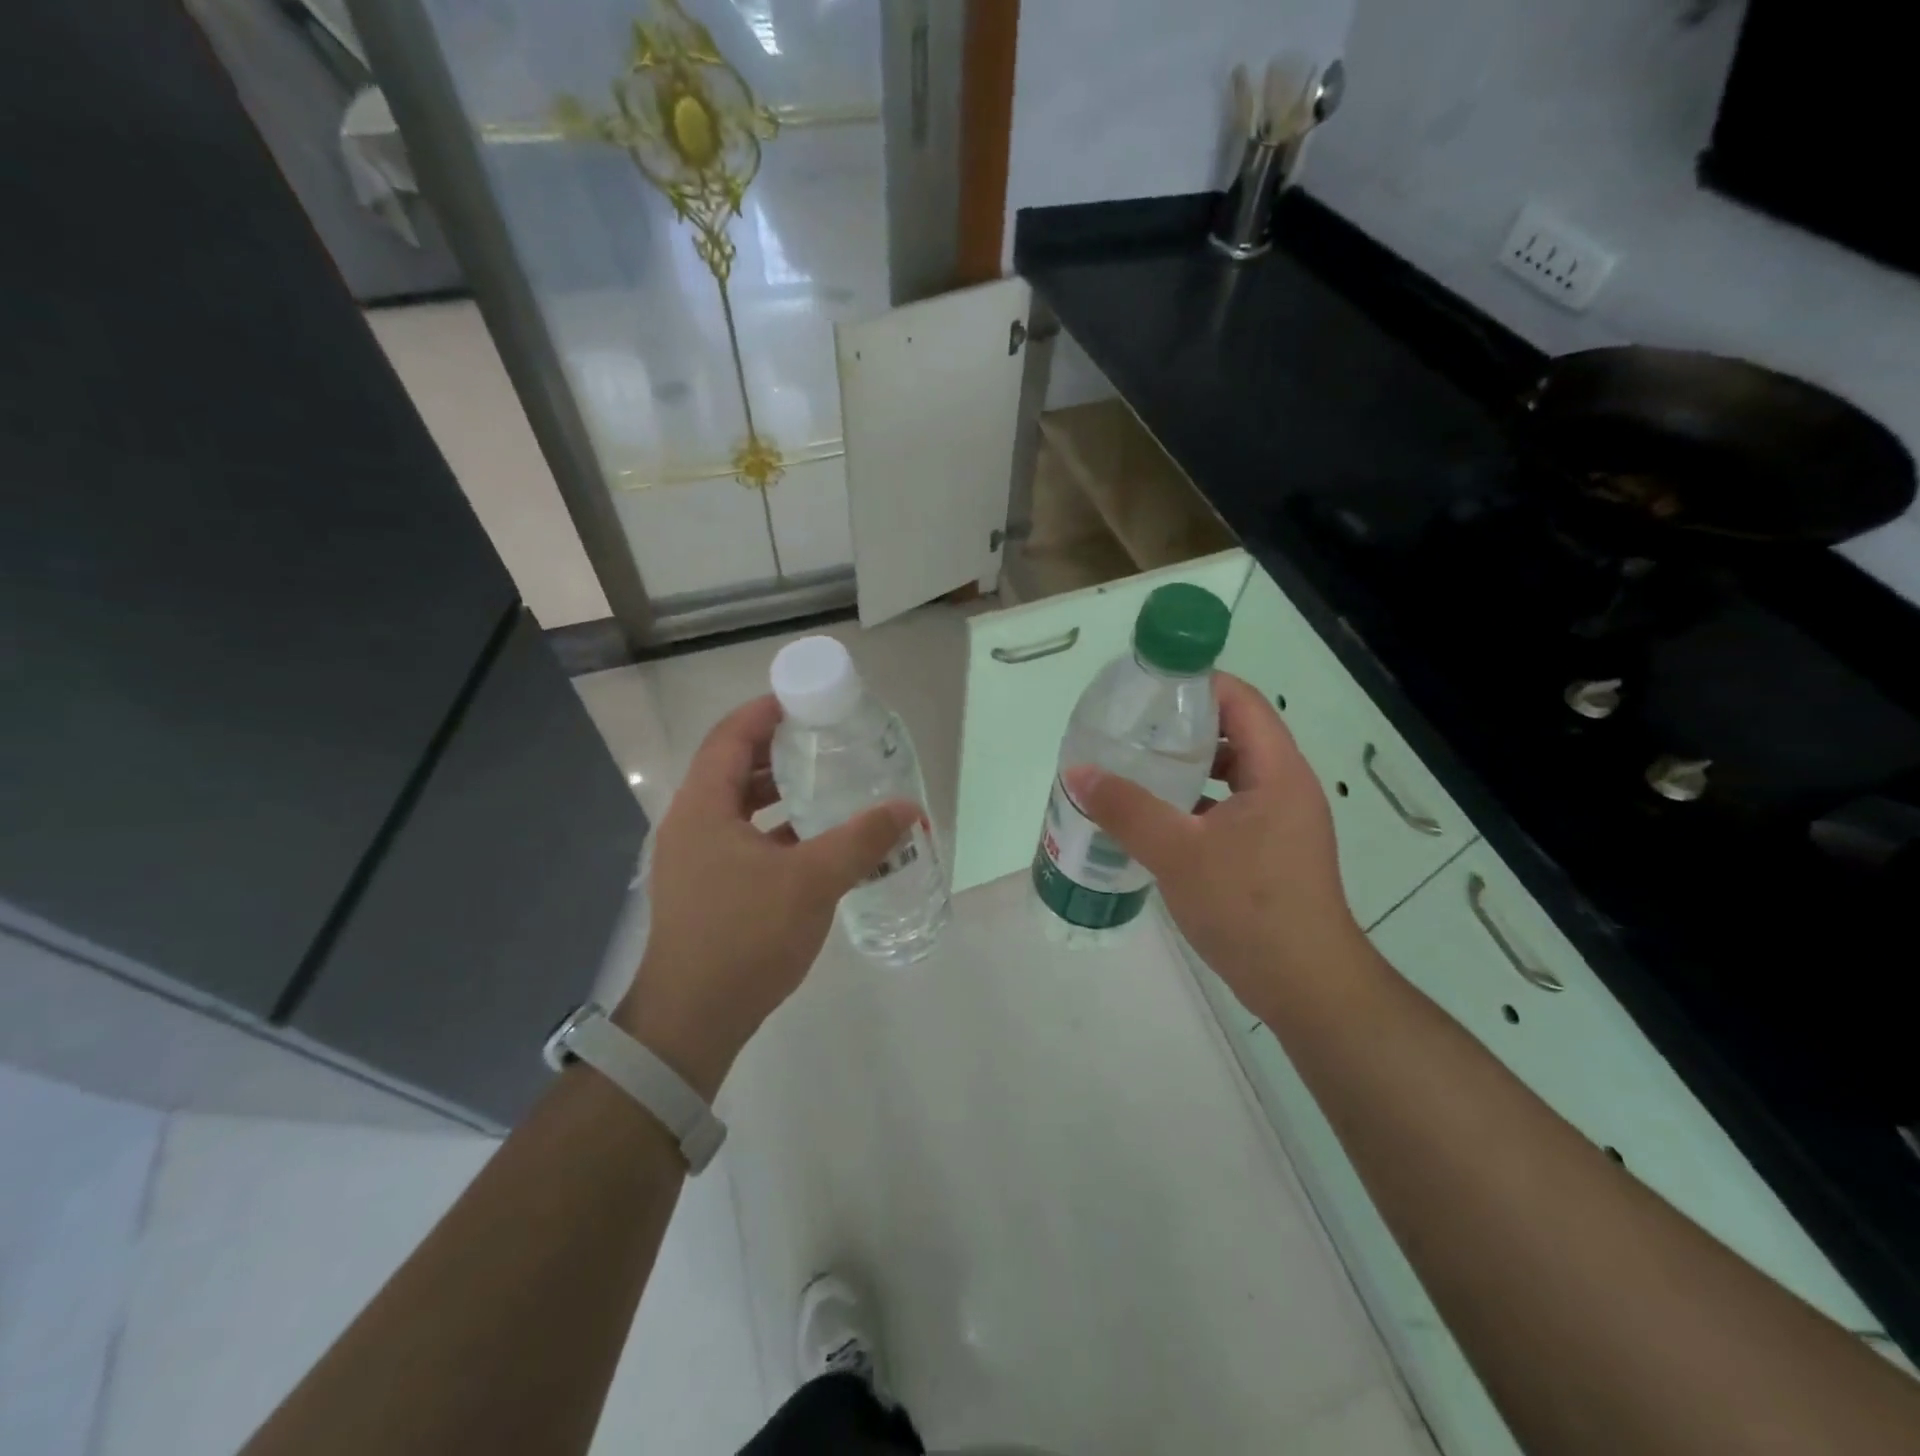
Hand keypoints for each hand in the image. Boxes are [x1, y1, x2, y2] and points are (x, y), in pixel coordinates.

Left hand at [615, 695, 918, 1097]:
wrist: (693, 1020)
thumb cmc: (744, 937)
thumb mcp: (811, 882)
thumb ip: (862, 840)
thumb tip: (908, 808)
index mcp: (703, 808)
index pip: (730, 737)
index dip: (764, 712)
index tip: (805, 701)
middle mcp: (692, 825)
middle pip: (732, 768)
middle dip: (778, 751)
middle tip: (825, 741)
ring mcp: (696, 860)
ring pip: (739, 808)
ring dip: (779, 793)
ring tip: (826, 785)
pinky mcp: (707, 889)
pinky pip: (744, 840)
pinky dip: (777, 830)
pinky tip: (816, 842)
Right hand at [1065, 673, 1363, 1016]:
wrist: (1306, 986)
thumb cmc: (1248, 907)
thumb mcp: (1178, 852)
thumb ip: (1125, 809)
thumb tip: (1077, 772)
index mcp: (1276, 772)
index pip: (1240, 701)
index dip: (1195, 684)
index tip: (1145, 688)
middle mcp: (1284, 787)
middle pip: (1233, 734)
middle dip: (1181, 727)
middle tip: (1129, 730)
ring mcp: (1279, 822)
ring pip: (1228, 775)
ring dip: (1185, 769)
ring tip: (1133, 769)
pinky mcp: (1269, 852)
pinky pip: (1227, 809)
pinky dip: (1192, 805)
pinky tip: (1153, 820)